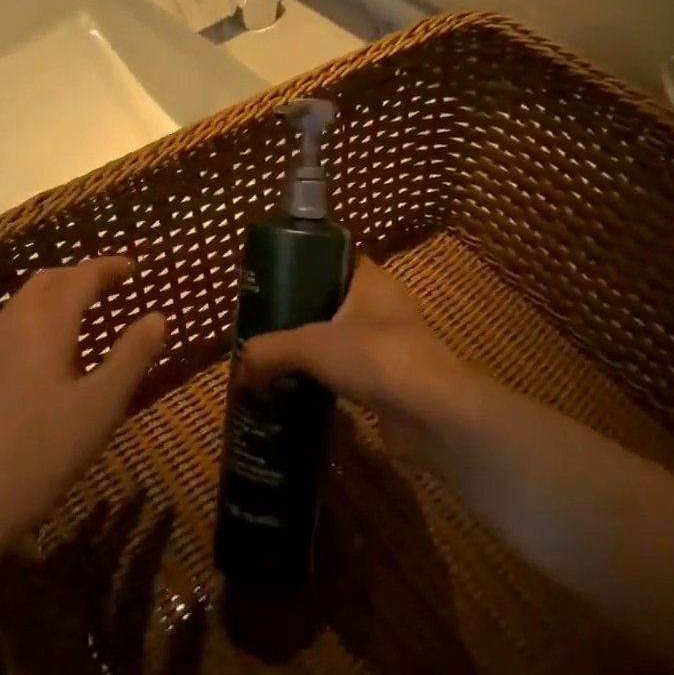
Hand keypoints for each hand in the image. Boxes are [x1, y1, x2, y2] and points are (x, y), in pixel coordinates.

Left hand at [0, 257, 166, 573]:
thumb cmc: (39, 451)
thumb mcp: (101, 406)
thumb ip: (132, 356)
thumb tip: (158, 316)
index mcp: (45, 322)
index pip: (81, 276)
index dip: (109, 267)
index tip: (134, 267)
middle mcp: (10, 323)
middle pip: (47, 281)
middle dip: (80, 276)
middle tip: (111, 285)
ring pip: (23, 304)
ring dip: (56, 297)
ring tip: (83, 314)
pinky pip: (9, 328)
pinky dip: (36, 321)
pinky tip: (46, 355)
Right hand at [239, 258, 478, 471]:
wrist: (433, 415)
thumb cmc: (376, 358)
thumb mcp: (311, 346)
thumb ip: (269, 351)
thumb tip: (240, 368)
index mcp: (370, 281)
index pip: (333, 259)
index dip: (301, 264)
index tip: (268, 281)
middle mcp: (383, 307)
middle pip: (331, 302)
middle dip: (297, 315)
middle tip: (261, 327)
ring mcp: (390, 346)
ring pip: (339, 340)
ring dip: (311, 352)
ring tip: (272, 361)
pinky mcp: (390, 382)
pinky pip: (349, 374)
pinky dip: (325, 381)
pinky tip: (297, 391)